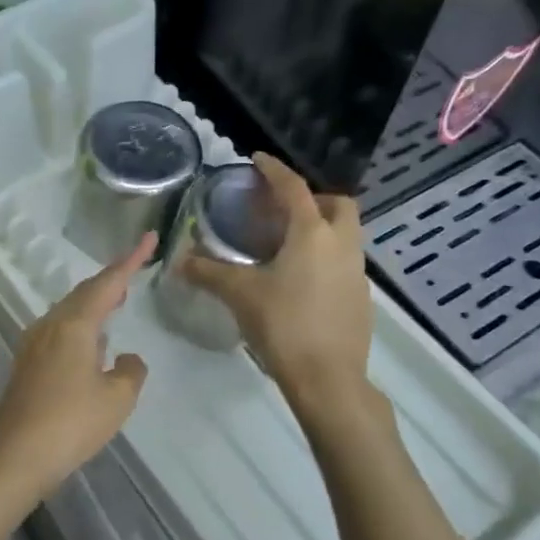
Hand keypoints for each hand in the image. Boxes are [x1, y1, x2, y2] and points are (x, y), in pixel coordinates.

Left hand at [0, 233, 154, 510]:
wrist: (16, 457)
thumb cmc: (71, 424)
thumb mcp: (117, 399)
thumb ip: (130, 371)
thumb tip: (126, 358)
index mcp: (74, 324)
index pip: (108, 283)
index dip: (130, 260)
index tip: (149, 238)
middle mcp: (51, 325)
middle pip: (84, 292)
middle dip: (111, 279)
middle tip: (135, 269)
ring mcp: (34, 343)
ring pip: (70, 310)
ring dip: (95, 302)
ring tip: (117, 300)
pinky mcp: (27, 364)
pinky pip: (60, 330)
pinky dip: (82, 324)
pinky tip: (92, 342)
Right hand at [185, 153, 373, 406]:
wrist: (329, 380)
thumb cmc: (283, 325)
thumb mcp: (239, 294)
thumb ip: (208, 272)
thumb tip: (178, 260)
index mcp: (312, 233)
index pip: (294, 188)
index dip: (274, 170)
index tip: (258, 159)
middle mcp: (342, 244)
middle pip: (338, 204)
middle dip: (313, 198)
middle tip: (282, 210)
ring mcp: (357, 272)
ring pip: (345, 234)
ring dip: (321, 228)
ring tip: (286, 245)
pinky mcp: (361, 298)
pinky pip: (345, 262)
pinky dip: (325, 257)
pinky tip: (300, 280)